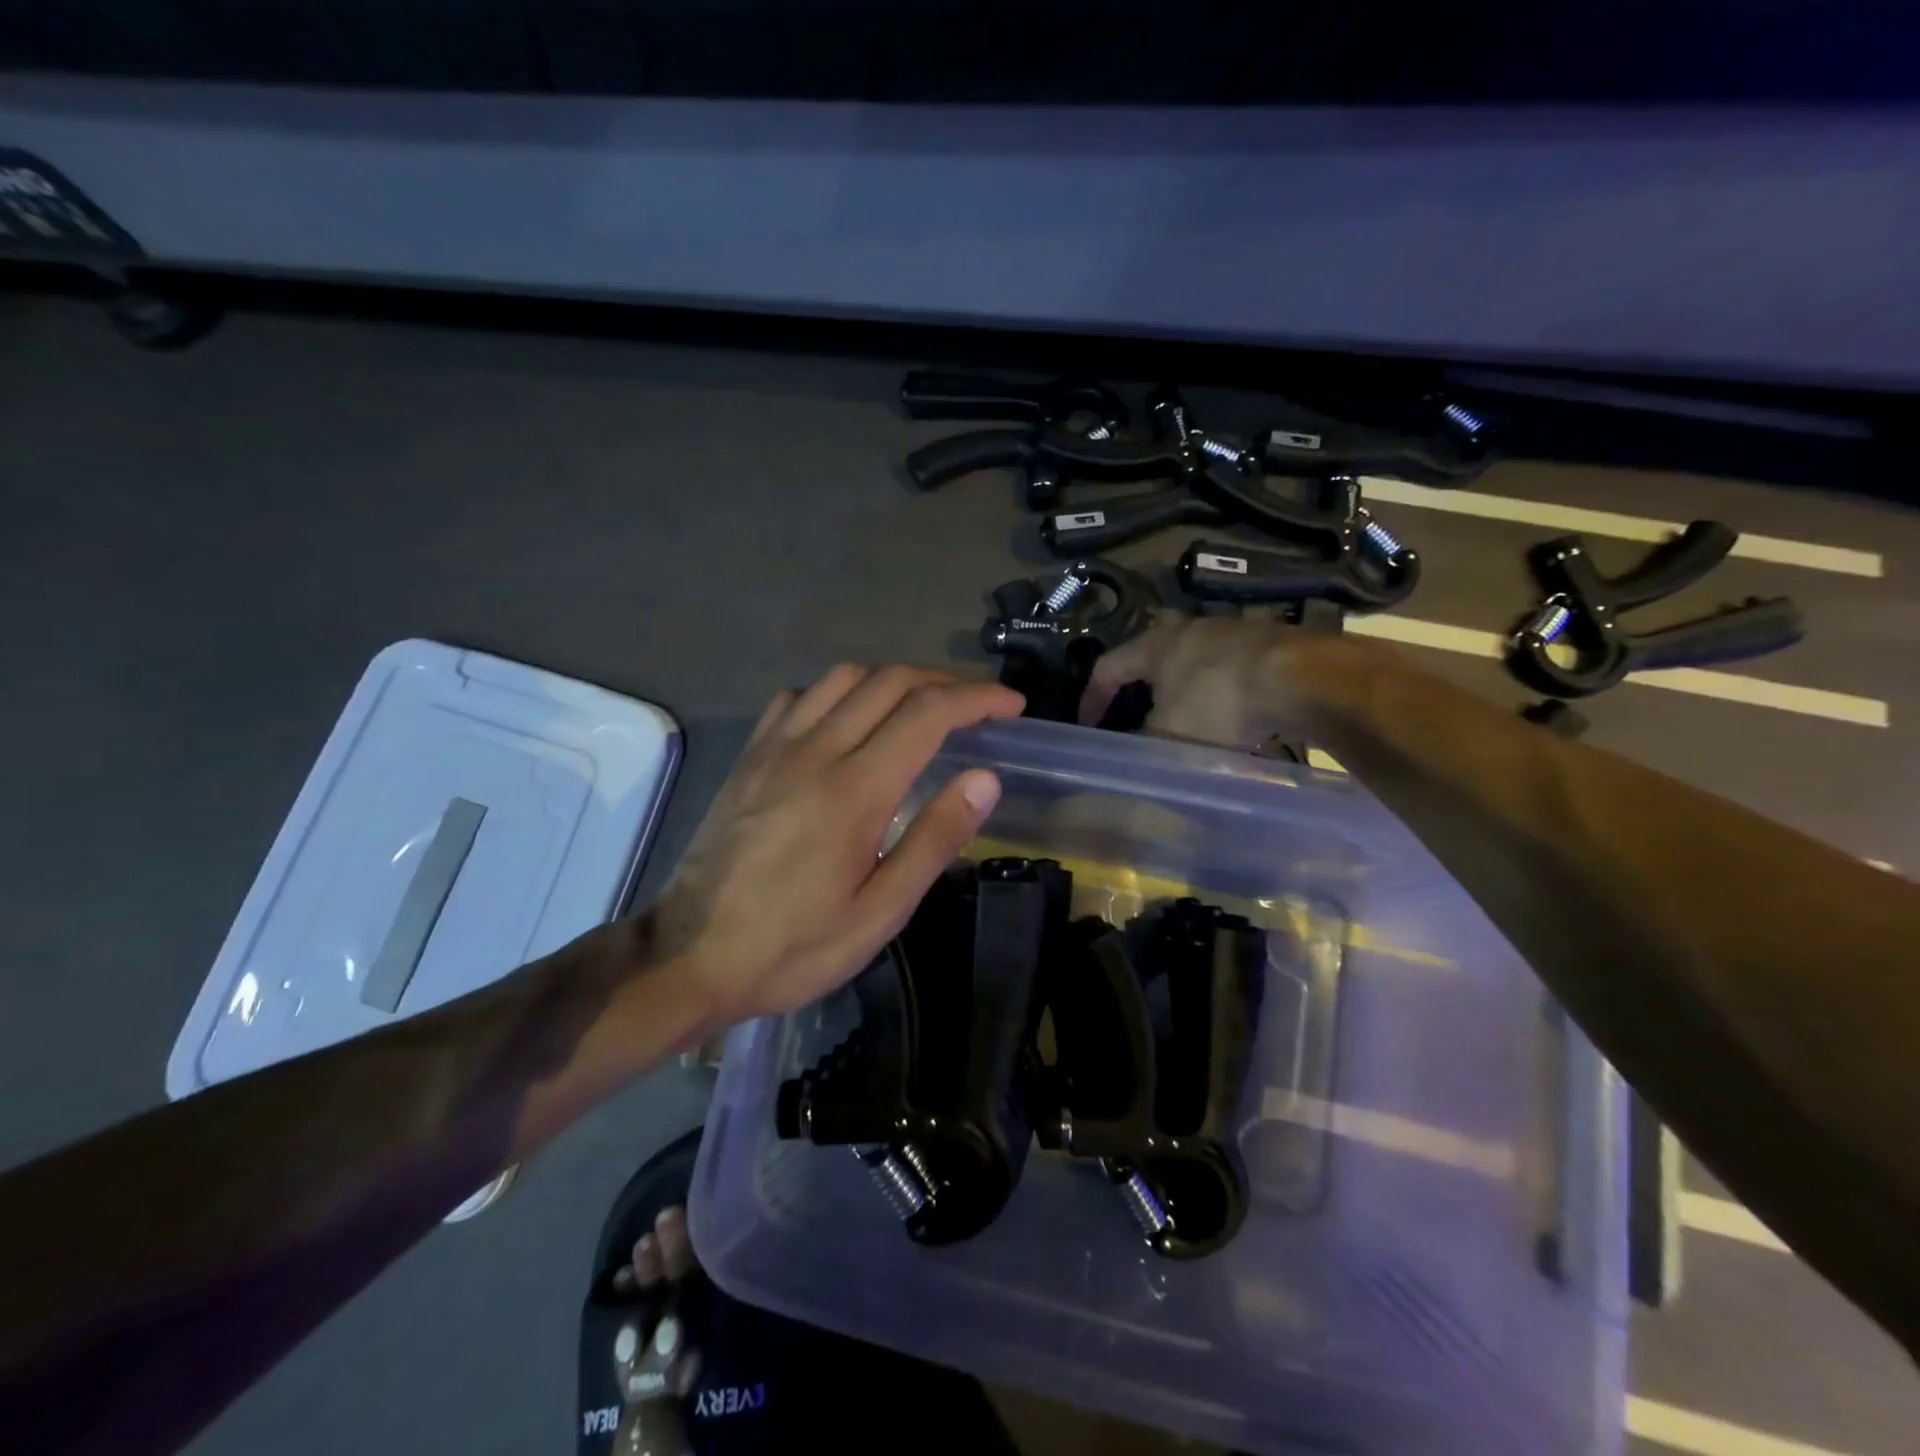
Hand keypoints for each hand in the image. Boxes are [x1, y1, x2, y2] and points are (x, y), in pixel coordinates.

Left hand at [652, 666, 1022, 1023]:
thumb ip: (933, 840)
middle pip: (890, 681)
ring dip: (894, 679)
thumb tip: (985, 778)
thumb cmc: (792, 947)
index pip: (928, 713)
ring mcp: (775, 747)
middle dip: (945, 682)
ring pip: (844, 677)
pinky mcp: (750, 756)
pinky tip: (850, 720)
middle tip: (979, 705)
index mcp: (854, 790)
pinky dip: (840, 692)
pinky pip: (800, 696)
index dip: (978, 699)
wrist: (687, 956)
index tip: (1012, 706)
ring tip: (922, 707)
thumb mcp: (878, 913)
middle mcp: (815, 750)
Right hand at [1079, 615, 1315, 745]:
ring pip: (1194, 664)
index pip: (1107, 667)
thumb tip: (1126, 761)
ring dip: (1182, 693)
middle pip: (1151, 659)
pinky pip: (1231, 671)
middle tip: (1132, 718)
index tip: (1087, 726)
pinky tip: (1233, 721)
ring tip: (1184, 724)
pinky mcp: (1269, 645)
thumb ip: (1141, 749)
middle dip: (1139, 690)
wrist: (1302, 678)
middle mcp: (1189, 630)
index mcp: (1154, 646)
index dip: (1092, 698)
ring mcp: (1233, 633)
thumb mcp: (1169, 737)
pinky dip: (1221, 696)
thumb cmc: (1219, 704)